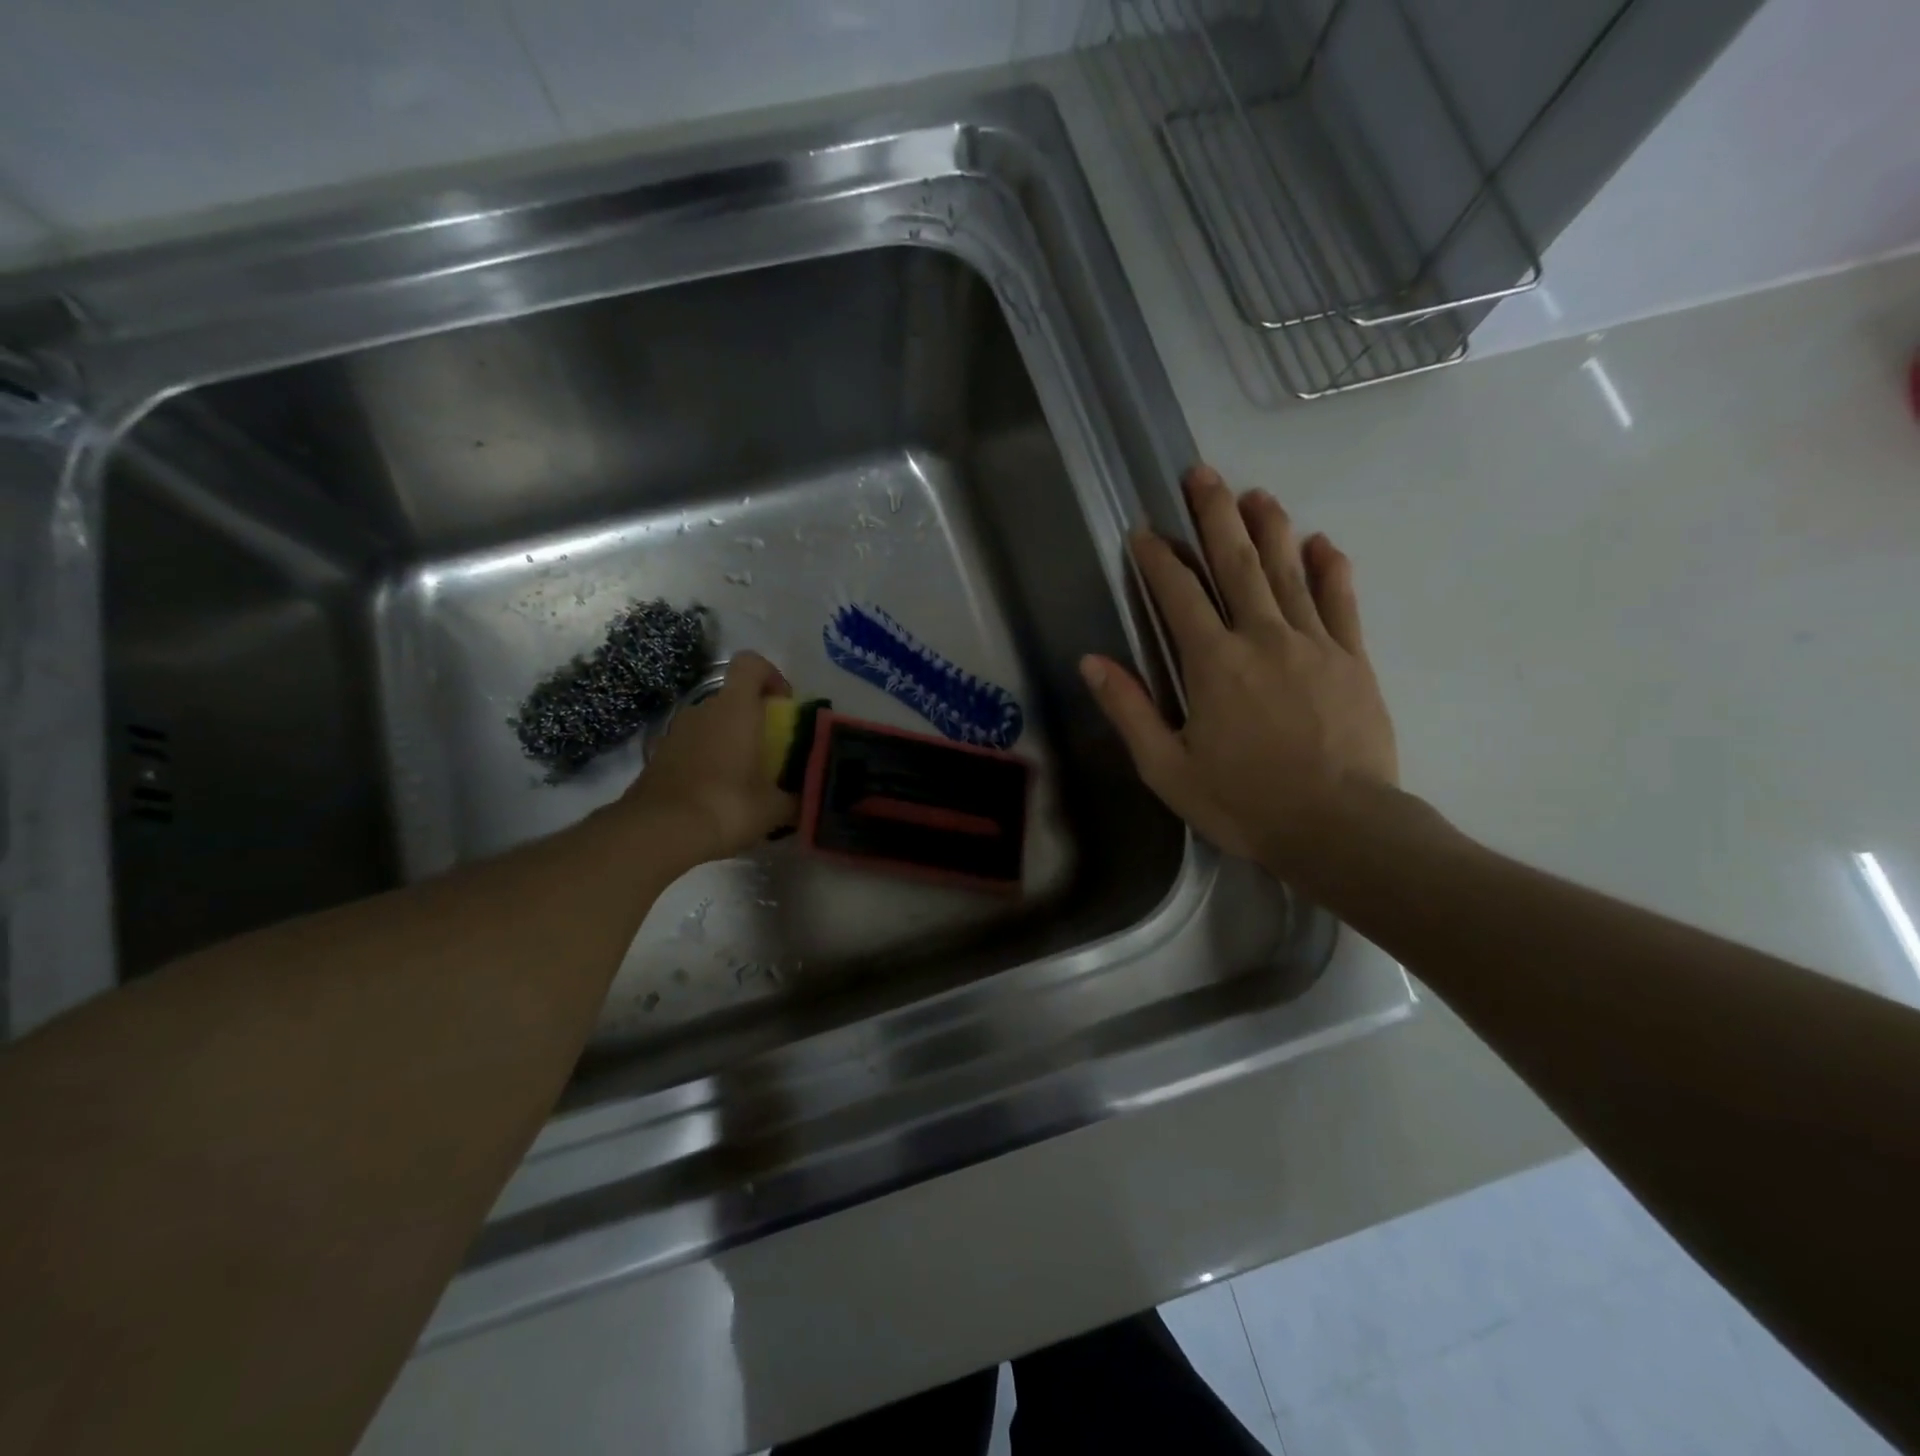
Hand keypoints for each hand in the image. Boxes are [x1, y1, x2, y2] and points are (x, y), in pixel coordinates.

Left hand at [616, 650, 796, 866]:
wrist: (659, 832)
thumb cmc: (726, 805)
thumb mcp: (774, 808)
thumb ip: (797, 797)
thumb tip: (810, 798)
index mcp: (735, 708)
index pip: (751, 663)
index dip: (771, 675)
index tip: (785, 704)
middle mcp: (704, 709)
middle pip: (733, 697)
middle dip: (754, 716)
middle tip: (772, 750)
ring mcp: (676, 731)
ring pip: (712, 722)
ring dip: (730, 739)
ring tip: (746, 776)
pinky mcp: (660, 755)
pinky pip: (694, 746)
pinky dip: (708, 759)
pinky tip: (718, 793)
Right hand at [1080, 465, 1398, 876]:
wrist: (1339, 827)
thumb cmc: (1244, 801)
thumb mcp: (1167, 768)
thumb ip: (1129, 710)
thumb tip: (1092, 662)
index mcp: (1213, 663)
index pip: (1179, 595)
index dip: (1157, 559)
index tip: (1142, 531)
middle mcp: (1262, 637)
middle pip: (1235, 564)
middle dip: (1215, 516)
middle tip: (1201, 473)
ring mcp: (1313, 643)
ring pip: (1288, 571)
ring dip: (1269, 528)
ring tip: (1255, 494)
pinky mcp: (1352, 659)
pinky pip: (1340, 602)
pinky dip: (1330, 569)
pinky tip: (1322, 543)